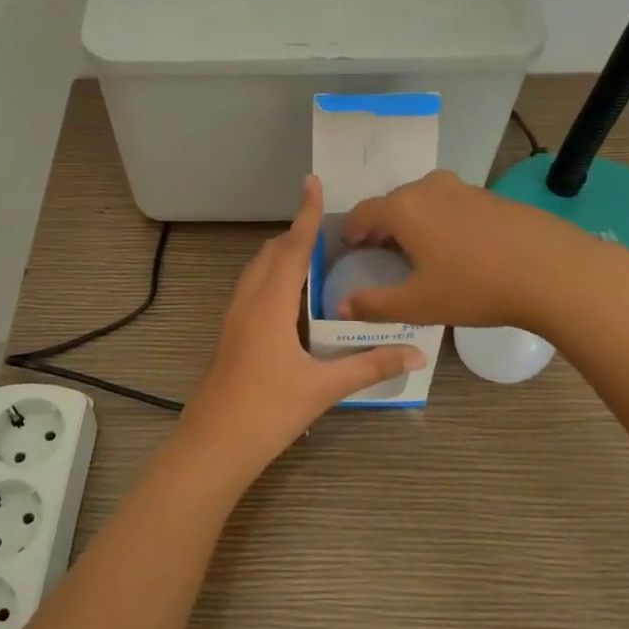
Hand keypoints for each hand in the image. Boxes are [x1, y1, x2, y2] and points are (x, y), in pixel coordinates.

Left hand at [181, 175, 424, 481]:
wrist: (213, 446)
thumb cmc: (267, 412)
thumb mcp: (322, 389)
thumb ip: (368, 367)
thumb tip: (415, 354)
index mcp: (270, 305)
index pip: (292, 249)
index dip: (305, 215)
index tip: (312, 182)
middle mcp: (248, 302)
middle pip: (271, 254)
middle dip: (296, 235)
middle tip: (330, 231)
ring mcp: (234, 318)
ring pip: (257, 272)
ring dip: (282, 257)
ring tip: (316, 259)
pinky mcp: (230, 335)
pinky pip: (253, 291)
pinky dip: (273, 279)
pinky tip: (294, 302)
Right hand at [337, 169, 585, 330]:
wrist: (553, 271)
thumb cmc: (475, 287)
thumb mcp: (419, 304)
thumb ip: (375, 305)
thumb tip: (342, 307)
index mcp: (403, 209)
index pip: (363, 212)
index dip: (352, 230)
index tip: (350, 247)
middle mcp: (429, 188)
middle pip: (393, 202)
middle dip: (382, 225)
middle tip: (381, 252)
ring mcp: (464, 189)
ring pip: (424, 200)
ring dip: (414, 221)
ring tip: (419, 251)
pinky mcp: (492, 196)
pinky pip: (452, 205)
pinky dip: (442, 221)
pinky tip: (458, 249)